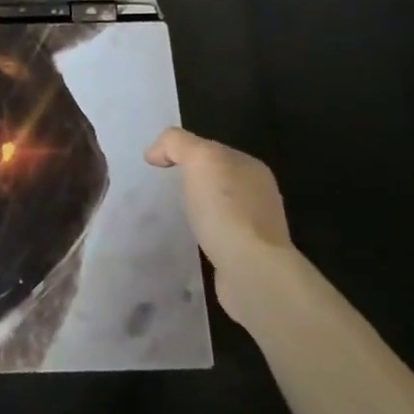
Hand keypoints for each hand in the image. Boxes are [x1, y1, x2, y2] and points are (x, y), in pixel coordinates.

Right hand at [144, 126, 293, 327]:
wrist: (251, 270)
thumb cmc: (226, 209)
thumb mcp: (199, 159)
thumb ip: (177, 143)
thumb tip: (156, 152)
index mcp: (251, 167)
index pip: (210, 148)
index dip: (181, 151)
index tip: (156, 166)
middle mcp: (258, 192)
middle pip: (214, 177)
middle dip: (189, 179)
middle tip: (161, 188)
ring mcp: (256, 225)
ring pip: (217, 205)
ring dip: (196, 207)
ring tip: (173, 214)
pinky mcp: (248, 253)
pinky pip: (219, 232)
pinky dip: (203, 231)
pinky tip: (190, 239)